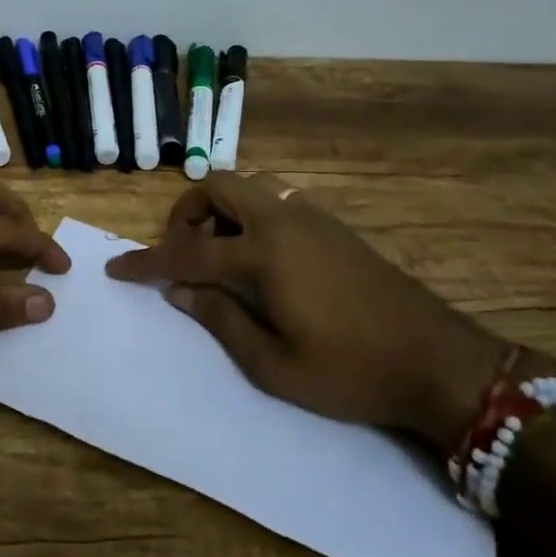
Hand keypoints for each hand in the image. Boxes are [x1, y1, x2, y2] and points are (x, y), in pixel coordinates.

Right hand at [107, 174, 528, 452]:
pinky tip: (260, 259)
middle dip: (188, 212)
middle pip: (219, 185)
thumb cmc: (350, 371)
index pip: (188, 251)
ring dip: (223, 210)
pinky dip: (252, 215)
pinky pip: (277, 200)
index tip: (117, 268)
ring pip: (251, 186)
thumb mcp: (274, 365)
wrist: (438, 361)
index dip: (147, 261)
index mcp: (265, 254)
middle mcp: (284, 222)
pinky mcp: (333, 226)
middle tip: (184, 253)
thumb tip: (180, 290)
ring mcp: (313, 218)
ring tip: (221, 255)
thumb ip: (220, 319)